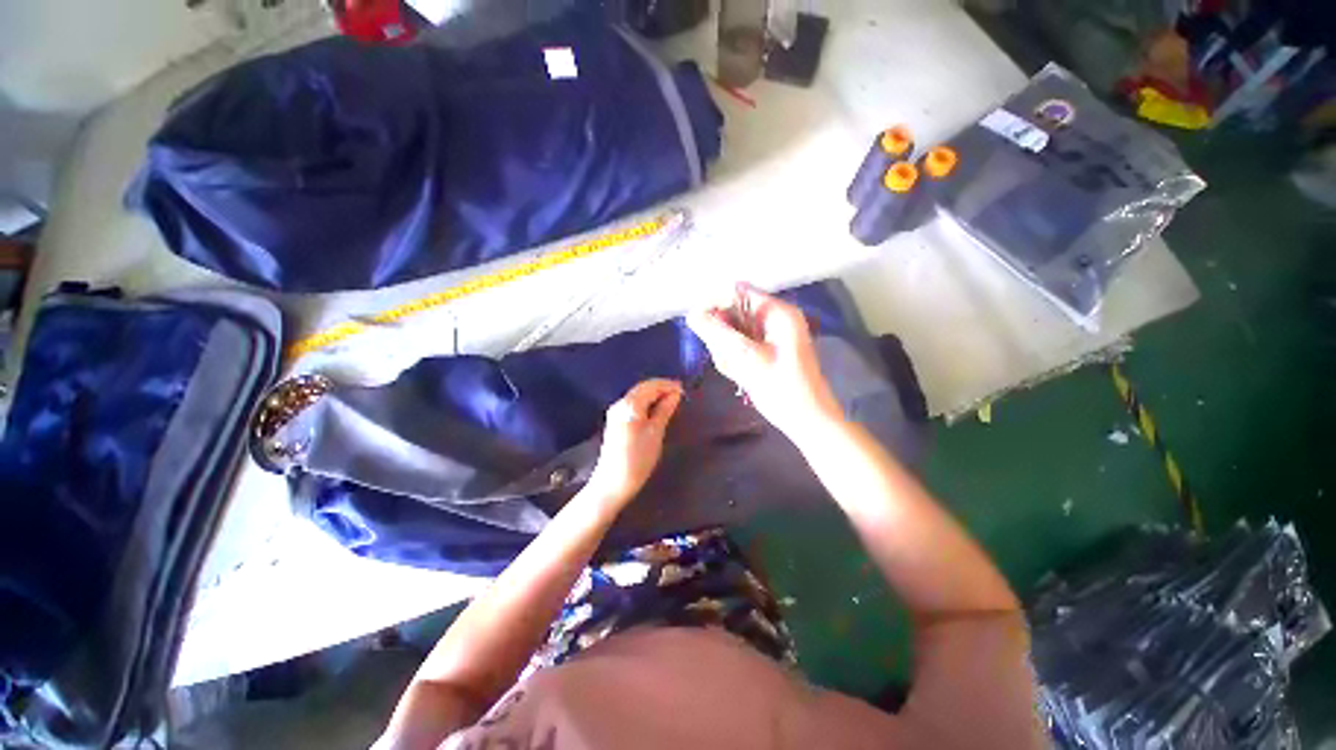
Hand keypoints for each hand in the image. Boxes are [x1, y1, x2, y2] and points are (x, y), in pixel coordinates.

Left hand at [585, 379, 682, 508]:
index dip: (668, 385)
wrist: (613, 483)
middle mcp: (620, 404)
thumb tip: (675, 394)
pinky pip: (634, 405)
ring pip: (638, 396)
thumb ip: (665, 410)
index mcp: (629, 404)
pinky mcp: (615, 422)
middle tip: (680, 394)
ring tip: (672, 401)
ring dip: (654, 395)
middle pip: (642, 388)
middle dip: (661, 388)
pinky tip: (657, 410)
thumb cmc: (638, 458)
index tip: (684, 389)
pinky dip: (647, 403)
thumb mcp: (656, 432)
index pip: (650, 386)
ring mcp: (615, 413)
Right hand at [687, 283, 841, 438]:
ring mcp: (769, 335)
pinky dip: (734, 360)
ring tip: (738, 371)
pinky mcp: (764, 350)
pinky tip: (742, 376)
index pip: (736, 291)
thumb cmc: (782, 388)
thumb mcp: (747, 358)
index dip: (715, 304)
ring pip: (731, 333)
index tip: (700, 326)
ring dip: (727, 352)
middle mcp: (773, 318)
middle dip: (722, 336)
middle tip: (729, 359)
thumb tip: (692, 313)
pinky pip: (738, 347)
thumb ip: (718, 333)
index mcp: (777, 312)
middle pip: (732, 313)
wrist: (806, 419)